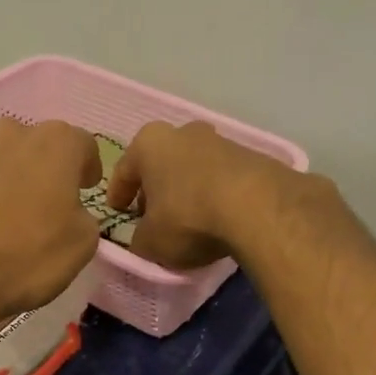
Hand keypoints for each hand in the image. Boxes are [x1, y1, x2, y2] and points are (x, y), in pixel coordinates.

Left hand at [0, 119, 102, 342]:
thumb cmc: (22, 260)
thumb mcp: (80, 247)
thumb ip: (83, 216)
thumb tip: (69, 211)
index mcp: (54, 144)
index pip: (81, 144)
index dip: (85, 168)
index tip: (83, 189)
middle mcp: (9, 131)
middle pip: (34, 146)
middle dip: (40, 171)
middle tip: (38, 208)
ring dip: (1, 178)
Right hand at [107, 121, 292, 270]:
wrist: (258, 207)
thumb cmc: (188, 217)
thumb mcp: (151, 241)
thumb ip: (139, 240)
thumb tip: (143, 240)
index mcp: (149, 143)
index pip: (124, 170)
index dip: (118, 194)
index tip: (117, 212)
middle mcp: (184, 133)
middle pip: (162, 164)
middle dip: (156, 189)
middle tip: (152, 216)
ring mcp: (221, 141)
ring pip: (194, 169)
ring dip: (188, 191)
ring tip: (189, 221)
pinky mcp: (252, 157)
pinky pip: (223, 179)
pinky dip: (216, 195)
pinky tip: (218, 219)